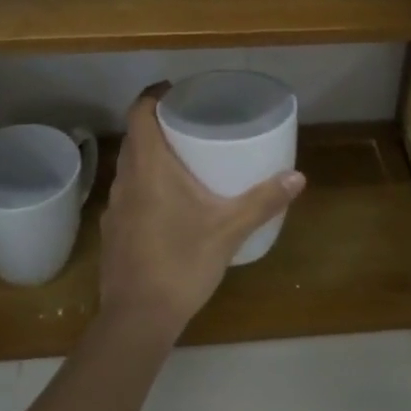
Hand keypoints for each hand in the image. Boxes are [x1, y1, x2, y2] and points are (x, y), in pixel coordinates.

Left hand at [98, 86, 306, 337]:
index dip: (154, 95)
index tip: (176, 91)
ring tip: (182, 159)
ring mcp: (114, 207)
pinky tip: (167, 203)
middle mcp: (125, 179)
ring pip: (129, 165)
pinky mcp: (113, 231)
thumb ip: (263, 201)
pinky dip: (144, 184)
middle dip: (157, 123)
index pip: (139, 112)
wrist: (137, 319)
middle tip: (189, 122)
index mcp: (148, 166)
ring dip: (149, 155)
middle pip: (134, 136)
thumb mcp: (229, 230)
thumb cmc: (182, 262)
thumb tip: (298, 177)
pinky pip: (128, 192)